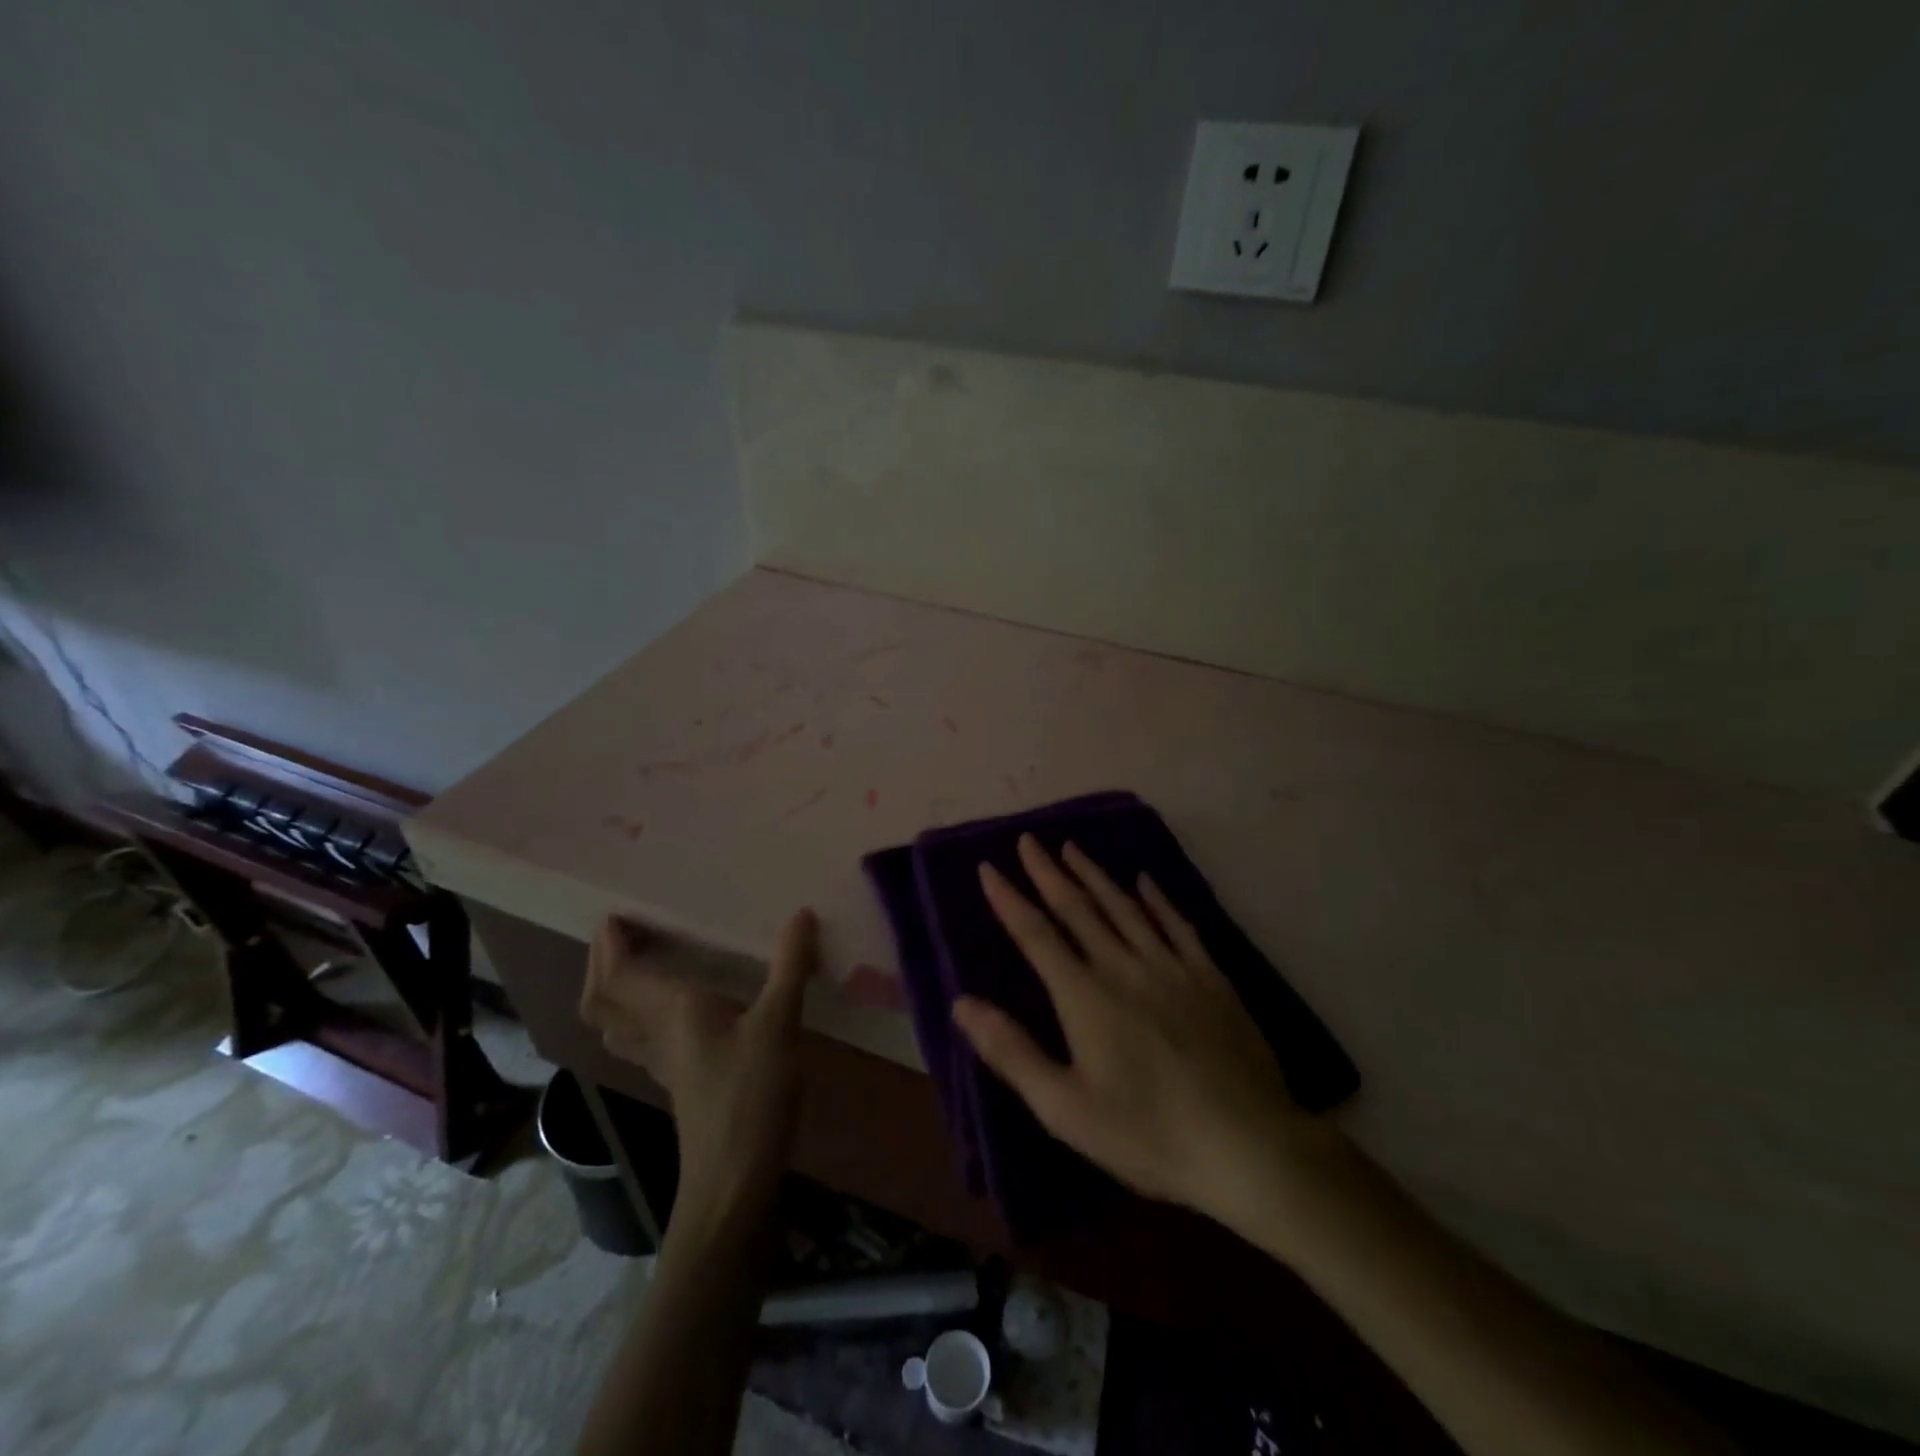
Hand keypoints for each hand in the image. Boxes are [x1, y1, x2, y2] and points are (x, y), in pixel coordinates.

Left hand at [579, 910, 818, 1226]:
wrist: (733, 1182)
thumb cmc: (750, 1097)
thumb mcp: (779, 1025)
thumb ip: (790, 968)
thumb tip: (802, 915)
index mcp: (671, 1011)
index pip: (619, 974)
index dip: (609, 944)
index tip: (615, 912)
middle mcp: (656, 1033)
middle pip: (603, 999)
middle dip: (601, 964)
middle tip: (620, 932)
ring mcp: (662, 1062)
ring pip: (615, 1022)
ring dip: (612, 990)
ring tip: (635, 963)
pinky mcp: (678, 1081)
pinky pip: (638, 1037)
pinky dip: (636, 1013)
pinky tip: (669, 1011)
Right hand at [952, 836, 1329, 1224]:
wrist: (1248, 1146)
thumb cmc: (1147, 1134)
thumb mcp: (1065, 1108)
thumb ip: (1012, 1052)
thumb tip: (962, 1003)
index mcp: (1084, 996)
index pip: (1036, 935)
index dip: (1010, 899)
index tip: (989, 868)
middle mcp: (1123, 967)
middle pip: (1078, 908)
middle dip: (1048, 872)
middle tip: (1029, 840)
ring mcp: (1171, 967)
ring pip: (1124, 907)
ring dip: (1094, 874)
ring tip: (1072, 848)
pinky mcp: (1210, 977)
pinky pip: (1177, 924)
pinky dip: (1156, 899)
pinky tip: (1144, 881)